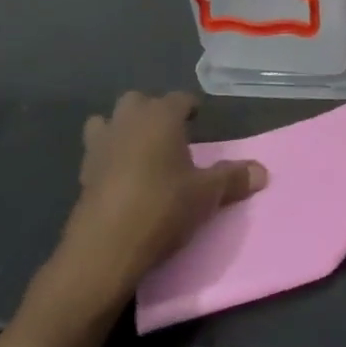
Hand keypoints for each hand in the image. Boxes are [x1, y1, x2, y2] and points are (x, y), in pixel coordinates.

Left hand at [56, 92, 266, 303]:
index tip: (198, 119)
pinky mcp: (83, 172)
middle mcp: (128, 121)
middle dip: (153, 112)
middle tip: (170, 135)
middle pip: (139, 101)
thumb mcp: (206, 195)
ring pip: (108, 121)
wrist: (105, 247)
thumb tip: (262, 171)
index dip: (190, 107)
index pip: (179, 99)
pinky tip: (120, 178)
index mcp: (160, 117)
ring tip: (139, 151)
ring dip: (122, 129)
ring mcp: (101, 144)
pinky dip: (107, 157)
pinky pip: (96, 152)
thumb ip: (233, 178)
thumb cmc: (162, 208)